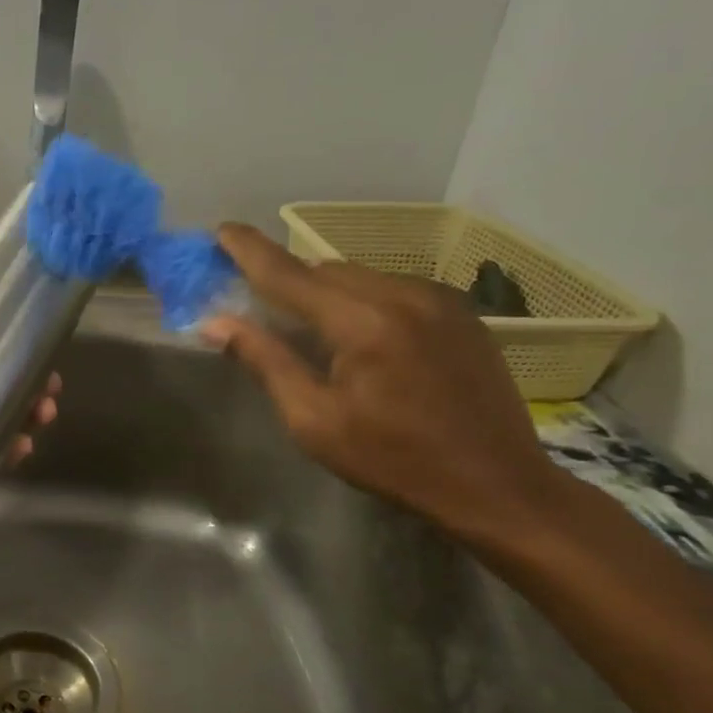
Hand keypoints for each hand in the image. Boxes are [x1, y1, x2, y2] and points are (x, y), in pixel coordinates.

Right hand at [200, 223, 564, 540]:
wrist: (495, 484)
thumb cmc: (392, 459)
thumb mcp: (314, 420)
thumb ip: (266, 362)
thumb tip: (217, 324)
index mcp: (362, 323)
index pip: (289, 274)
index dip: (250, 251)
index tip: (223, 228)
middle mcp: (403, 294)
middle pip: (325, 270)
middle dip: (289, 281)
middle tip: (261, 304)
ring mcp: (439, 299)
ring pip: (360, 276)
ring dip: (326, 292)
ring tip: (313, 330)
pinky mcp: (460, 311)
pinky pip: (393, 288)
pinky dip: (363, 300)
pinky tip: (362, 337)